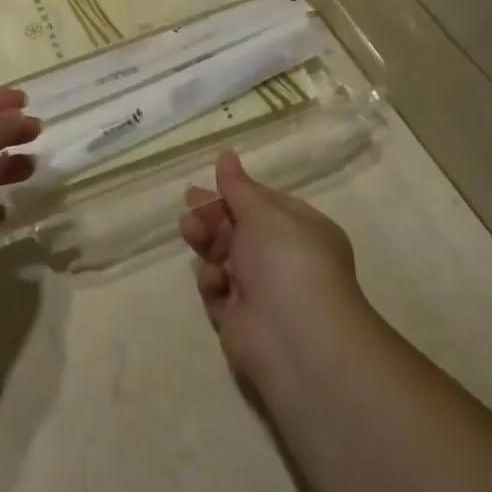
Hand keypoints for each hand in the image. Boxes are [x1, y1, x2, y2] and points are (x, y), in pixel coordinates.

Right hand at [180, 150, 363, 382]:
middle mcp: (285, 260)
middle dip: (213, 217)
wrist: (294, 336)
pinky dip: (213, 282)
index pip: (264, 205)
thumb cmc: (286, 258)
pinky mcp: (241, 321)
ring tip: (190, 232)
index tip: (207, 187)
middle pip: (240, 231)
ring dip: (207, 243)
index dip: (235, 195)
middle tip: (190, 207)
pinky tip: (215, 280)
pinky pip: (219, 292)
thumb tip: (227, 154)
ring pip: (225, 258)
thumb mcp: (262, 211)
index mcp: (302, 230)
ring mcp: (264, 292)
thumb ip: (237, 186)